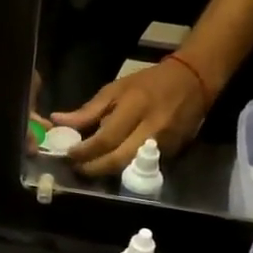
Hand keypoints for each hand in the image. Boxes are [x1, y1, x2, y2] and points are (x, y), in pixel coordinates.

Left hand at [55, 59, 209, 177]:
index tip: (69, 154)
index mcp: (135, 107)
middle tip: (77, 167)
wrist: (194, 81)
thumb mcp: (116, 88)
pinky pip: (144, 166)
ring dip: (107, 171)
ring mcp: (165, 143)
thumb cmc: (149, 82)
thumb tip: (58, 121)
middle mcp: (151, 128)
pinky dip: (125, 167)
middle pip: (118, 160)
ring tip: (91, 167)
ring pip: (131, 167)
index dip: (85, 151)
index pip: (106, 138)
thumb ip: (88, 110)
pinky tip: (112, 163)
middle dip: (93, 168)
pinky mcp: (174, 153)